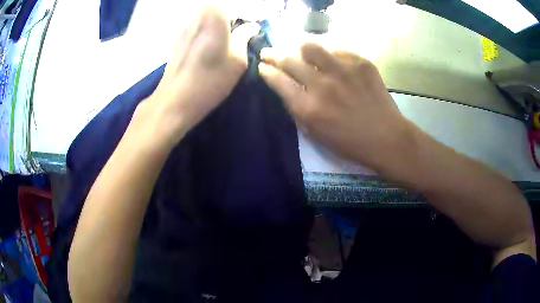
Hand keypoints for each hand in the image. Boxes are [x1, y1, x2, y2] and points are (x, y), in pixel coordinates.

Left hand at [141, 6, 259, 143]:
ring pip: (209, 22)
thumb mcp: (238, 58)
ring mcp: (184, 27)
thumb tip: (252, 26)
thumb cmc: (210, 79)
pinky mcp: (177, 40)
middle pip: (222, 13)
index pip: (238, 8)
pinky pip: (199, 31)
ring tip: (226, 49)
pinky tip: (209, 54)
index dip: (247, 20)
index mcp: (214, 13)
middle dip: (233, 24)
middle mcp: (197, 14)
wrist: (174, 101)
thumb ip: (245, 37)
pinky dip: (208, 37)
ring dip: (220, 31)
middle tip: (241, 41)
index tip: (252, 34)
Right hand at [259, 43, 411, 170]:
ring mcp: (343, 71)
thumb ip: (296, 109)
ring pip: (310, 46)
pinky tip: (332, 62)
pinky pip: (337, 51)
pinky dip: (329, 55)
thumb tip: (285, 88)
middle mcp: (323, 85)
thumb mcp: (315, 134)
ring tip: (300, 51)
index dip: (266, 71)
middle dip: (273, 54)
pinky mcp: (361, 63)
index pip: (278, 80)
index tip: (262, 66)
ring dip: (299, 48)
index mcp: (309, 107)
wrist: (386, 137)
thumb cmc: (349, 142)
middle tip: (269, 52)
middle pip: (289, 59)